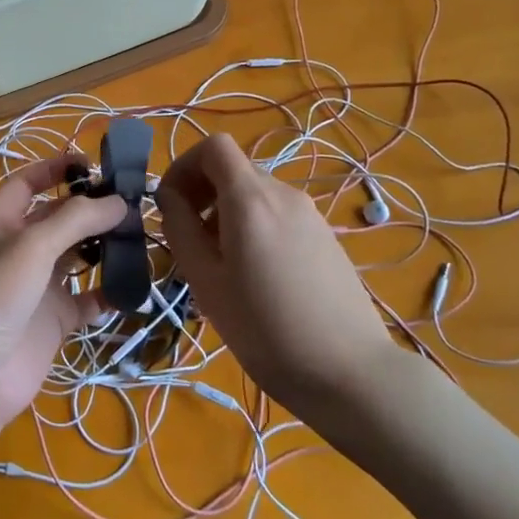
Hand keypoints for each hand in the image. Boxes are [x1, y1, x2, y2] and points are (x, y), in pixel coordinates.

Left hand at [0, 155, 126, 435]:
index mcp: (1, 222)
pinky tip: (133, 285)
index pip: (28, 183)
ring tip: (140, 236)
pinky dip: (109, 292)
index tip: (93, 163)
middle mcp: (19, 249)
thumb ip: (77, 219)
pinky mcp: (54, 318)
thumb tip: (119, 202)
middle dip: (92, 209)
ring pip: (77, 256)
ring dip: (105, 247)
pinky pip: (88, 299)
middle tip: (132, 203)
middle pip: (59, 219)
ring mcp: (38, 285)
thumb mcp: (34, 244)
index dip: (55, 169)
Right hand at [156, 133, 404, 417]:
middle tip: (189, 240)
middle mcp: (283, 194)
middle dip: (202, 193)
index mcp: (250, 199)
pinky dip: (254, 226)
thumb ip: (181, 230)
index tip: (170, 203)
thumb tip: (168, 197)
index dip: (184, 165)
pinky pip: (278, 214)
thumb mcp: (207, 282)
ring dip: (226, 212)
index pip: (214, 146)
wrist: (349, 372)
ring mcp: (310, 214)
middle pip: (233, 170)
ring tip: (219, 264)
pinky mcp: (325, 236)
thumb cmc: (265, 329)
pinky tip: (255, 275)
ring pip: (255, 194)